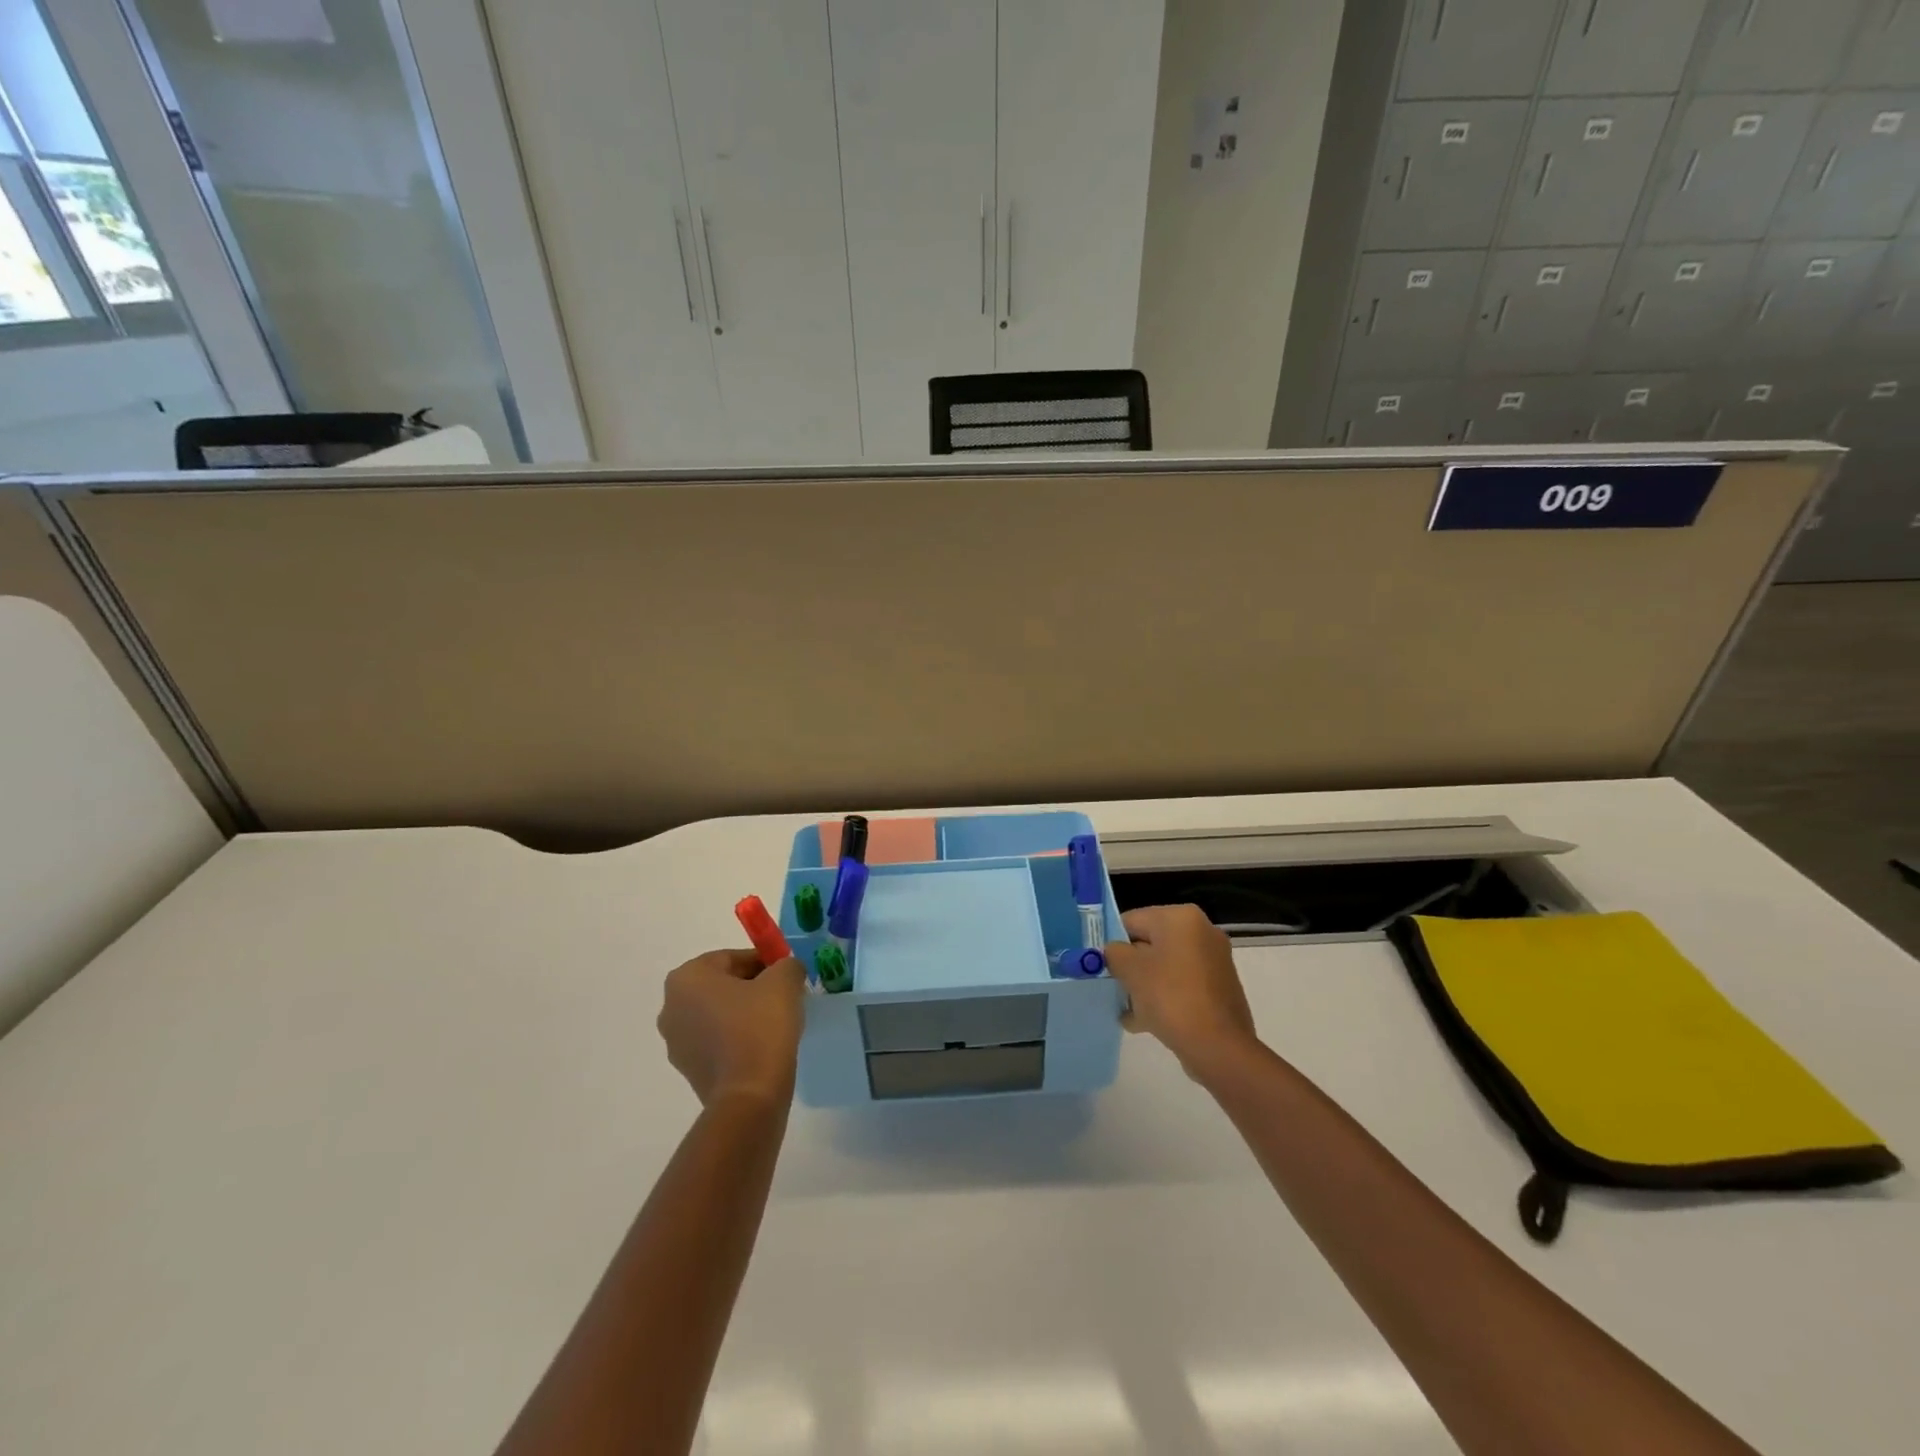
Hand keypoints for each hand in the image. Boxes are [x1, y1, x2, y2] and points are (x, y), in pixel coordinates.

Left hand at [657, 949, 805, 1107]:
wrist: (749, 1095)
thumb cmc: (761, 1026)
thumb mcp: (784, 980)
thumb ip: (786, 965)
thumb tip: (785, 970)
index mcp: (687, 978)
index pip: (731, 958)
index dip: (763, 962)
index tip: (785, 974)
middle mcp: (671, 1007)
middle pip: (721, 985)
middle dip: (752, 986)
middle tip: (782, 995)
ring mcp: (676, 1042)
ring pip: (718, 1014)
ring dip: (743, 1013)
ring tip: (775, 1023)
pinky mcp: (688, 1070)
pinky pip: (716, 1041)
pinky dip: (736, 1038)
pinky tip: (762, 1046)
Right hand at [1104, 904, 1256, 1074]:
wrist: (1219, 1048)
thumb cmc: (1170, 997)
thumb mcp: (1130, 970)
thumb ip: (1114, 953)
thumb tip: (1114, 952)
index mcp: (1181, 918)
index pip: (1132, 921)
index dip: (1112, 943)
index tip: (1100, 966)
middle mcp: (1201, 932)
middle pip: (1149, 945)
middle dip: (1129, 968)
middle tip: (1113, 990)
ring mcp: (1213, 961)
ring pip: (1164, 968)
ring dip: (1143, 986)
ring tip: (1127, 1012)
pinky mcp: (1219, 988)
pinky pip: (1181, 986)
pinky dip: (1163, 998)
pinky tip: (1143, 1023)